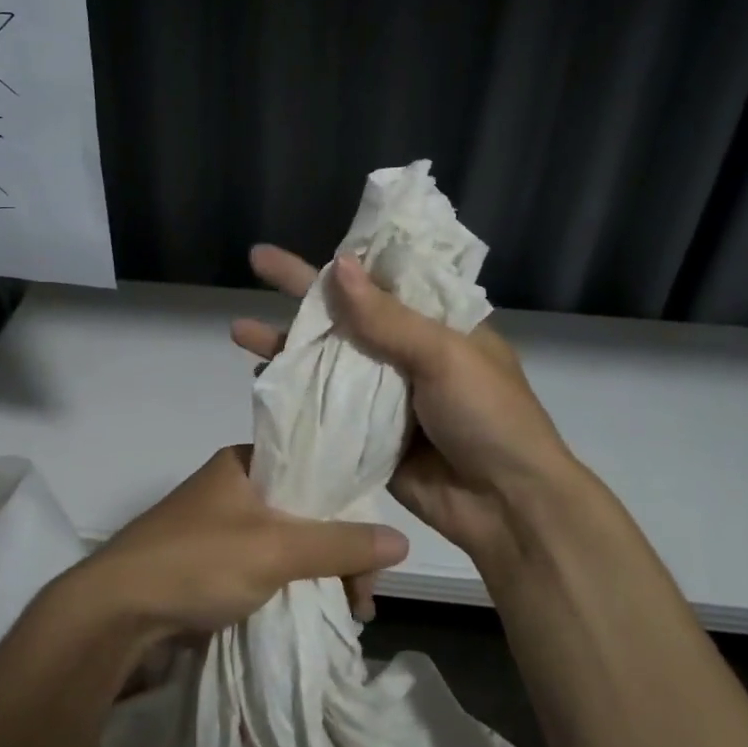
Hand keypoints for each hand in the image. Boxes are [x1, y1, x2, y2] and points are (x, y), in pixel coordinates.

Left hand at [77, 444, 408, 638]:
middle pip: (306, 511)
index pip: (315, 471)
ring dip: (319, 574)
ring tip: (348, 614)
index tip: (374, 553)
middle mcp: (234, 487)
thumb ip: (339, 544)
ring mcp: (221, 527)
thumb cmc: (197, 561)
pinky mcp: (212, 564)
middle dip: (339, 553)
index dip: (350, 507)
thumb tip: (402, 540)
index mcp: (244, 462)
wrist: (116, 612)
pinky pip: (267, 567)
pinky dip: (293, 587)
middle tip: (363, 598)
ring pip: (288, 543)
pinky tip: (315, 613)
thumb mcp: (275, 549)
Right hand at [231, 245, 572, 571]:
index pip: (384, 278)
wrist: (507, 506)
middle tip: (256, 262)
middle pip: (346, 315)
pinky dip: (295, 392)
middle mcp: (408, 351)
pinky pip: (326, 405)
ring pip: (329, 359)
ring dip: (288, 344)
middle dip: (300, 292)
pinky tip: (261, 380)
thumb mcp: (445, 356)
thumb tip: (337, 265)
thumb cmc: (488, 417)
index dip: (342, 260)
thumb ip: (387, 317)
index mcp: (438, 322)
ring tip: (240, 331)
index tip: (311, 240)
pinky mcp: (368, 433)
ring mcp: (386, 394)